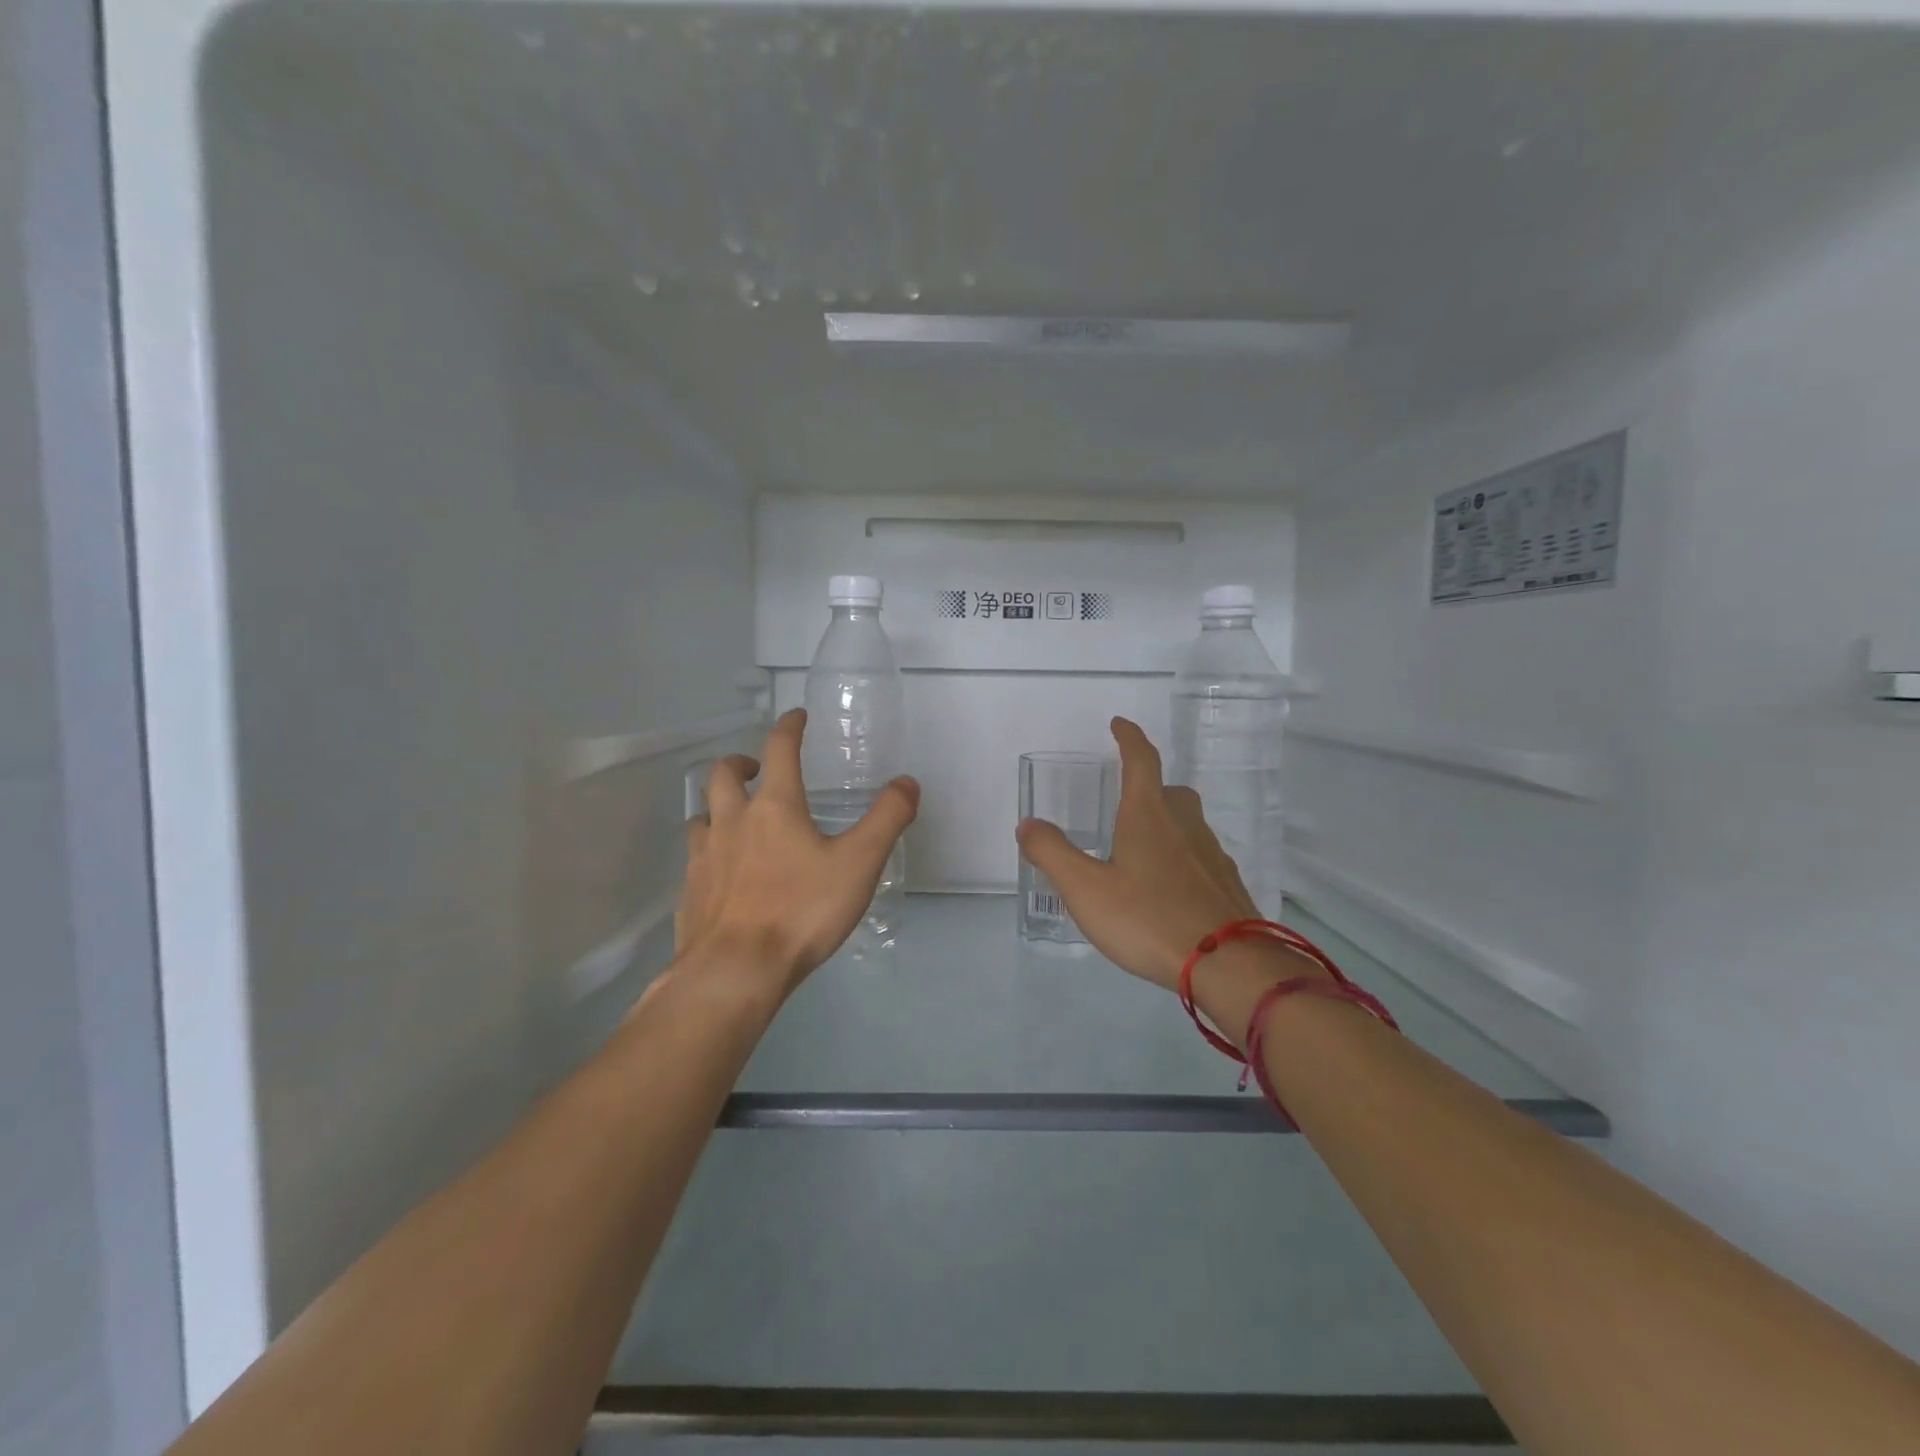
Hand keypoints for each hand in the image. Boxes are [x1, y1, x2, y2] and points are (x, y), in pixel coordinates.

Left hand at [676, 708, 918, 993]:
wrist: (735, 970)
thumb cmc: (801, 910)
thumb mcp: (860, 863)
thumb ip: (887, 819)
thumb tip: (907, 782)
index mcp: (774, 807)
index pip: (779, 749)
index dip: (789, 727)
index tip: (797, 717)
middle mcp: (732, 821)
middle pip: (723, 774)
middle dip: (741, 762)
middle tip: (757, 770)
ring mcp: (704, 857)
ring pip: (702, 815)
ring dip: (718, 807)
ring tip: (737, 820)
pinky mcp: (690, 892)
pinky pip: (695, 858)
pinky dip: (709, 850)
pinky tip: (723, 872)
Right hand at [1016, 717, 1263, 991]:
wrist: (1230, 965)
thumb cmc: (1149, 919)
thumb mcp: (1086, 889)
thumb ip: (1052, 853)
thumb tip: (1027, 824)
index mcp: (1148, 815)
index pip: (1141, 760)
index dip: (1129, 737)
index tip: (1119, 723)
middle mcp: (1184, 825)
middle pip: (1169, 790)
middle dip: (1148, 786)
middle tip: (1125, 800)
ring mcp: (1212, 854)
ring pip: (1188, 824)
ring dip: (1166, 824)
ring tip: (1140, 850)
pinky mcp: (1227, 885)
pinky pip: (1201, 856)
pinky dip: (1182, 858)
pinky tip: (1168, 888)